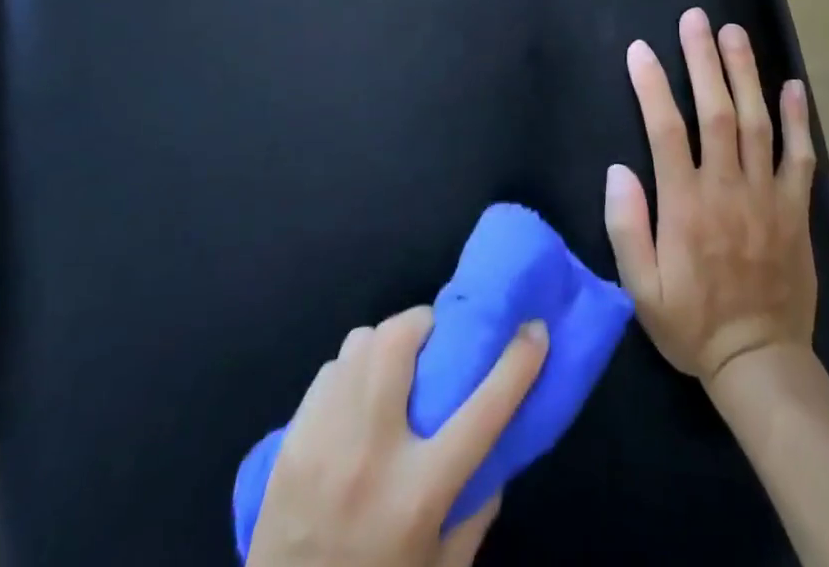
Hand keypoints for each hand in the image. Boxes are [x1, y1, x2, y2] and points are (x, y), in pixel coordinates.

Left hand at [247, 306, 548, 566]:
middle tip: (435, 340)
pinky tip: (355, 399)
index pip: (483, 409)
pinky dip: (350, 371)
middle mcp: (372, 453)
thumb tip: (499, 442)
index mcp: (419, 493)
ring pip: (361, 344)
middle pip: (400, 342)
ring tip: (393, 368)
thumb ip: (477, 505)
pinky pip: (329, 371)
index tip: (535, 329)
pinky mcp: (293, 440)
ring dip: (386, 344)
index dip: (517, 362)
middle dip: (424, 324)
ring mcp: (325, 440)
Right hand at [604, 7, 817, 385]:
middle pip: (717, 112)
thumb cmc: (692, 324)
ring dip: (746, 73)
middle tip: (696, 19)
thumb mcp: (641, 290)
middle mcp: (728, 189)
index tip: (641, 49)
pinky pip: (800, 157)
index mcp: (686, 206)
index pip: (666, 131)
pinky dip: (799, 120)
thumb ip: (627, 228)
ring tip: (735, 33)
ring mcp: (768, 196)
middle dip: (704, 60)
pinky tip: (794, 86)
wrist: (760, 363)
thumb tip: (618, 169)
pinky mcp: (796, 209)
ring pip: (758, 122)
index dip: (653, 86)